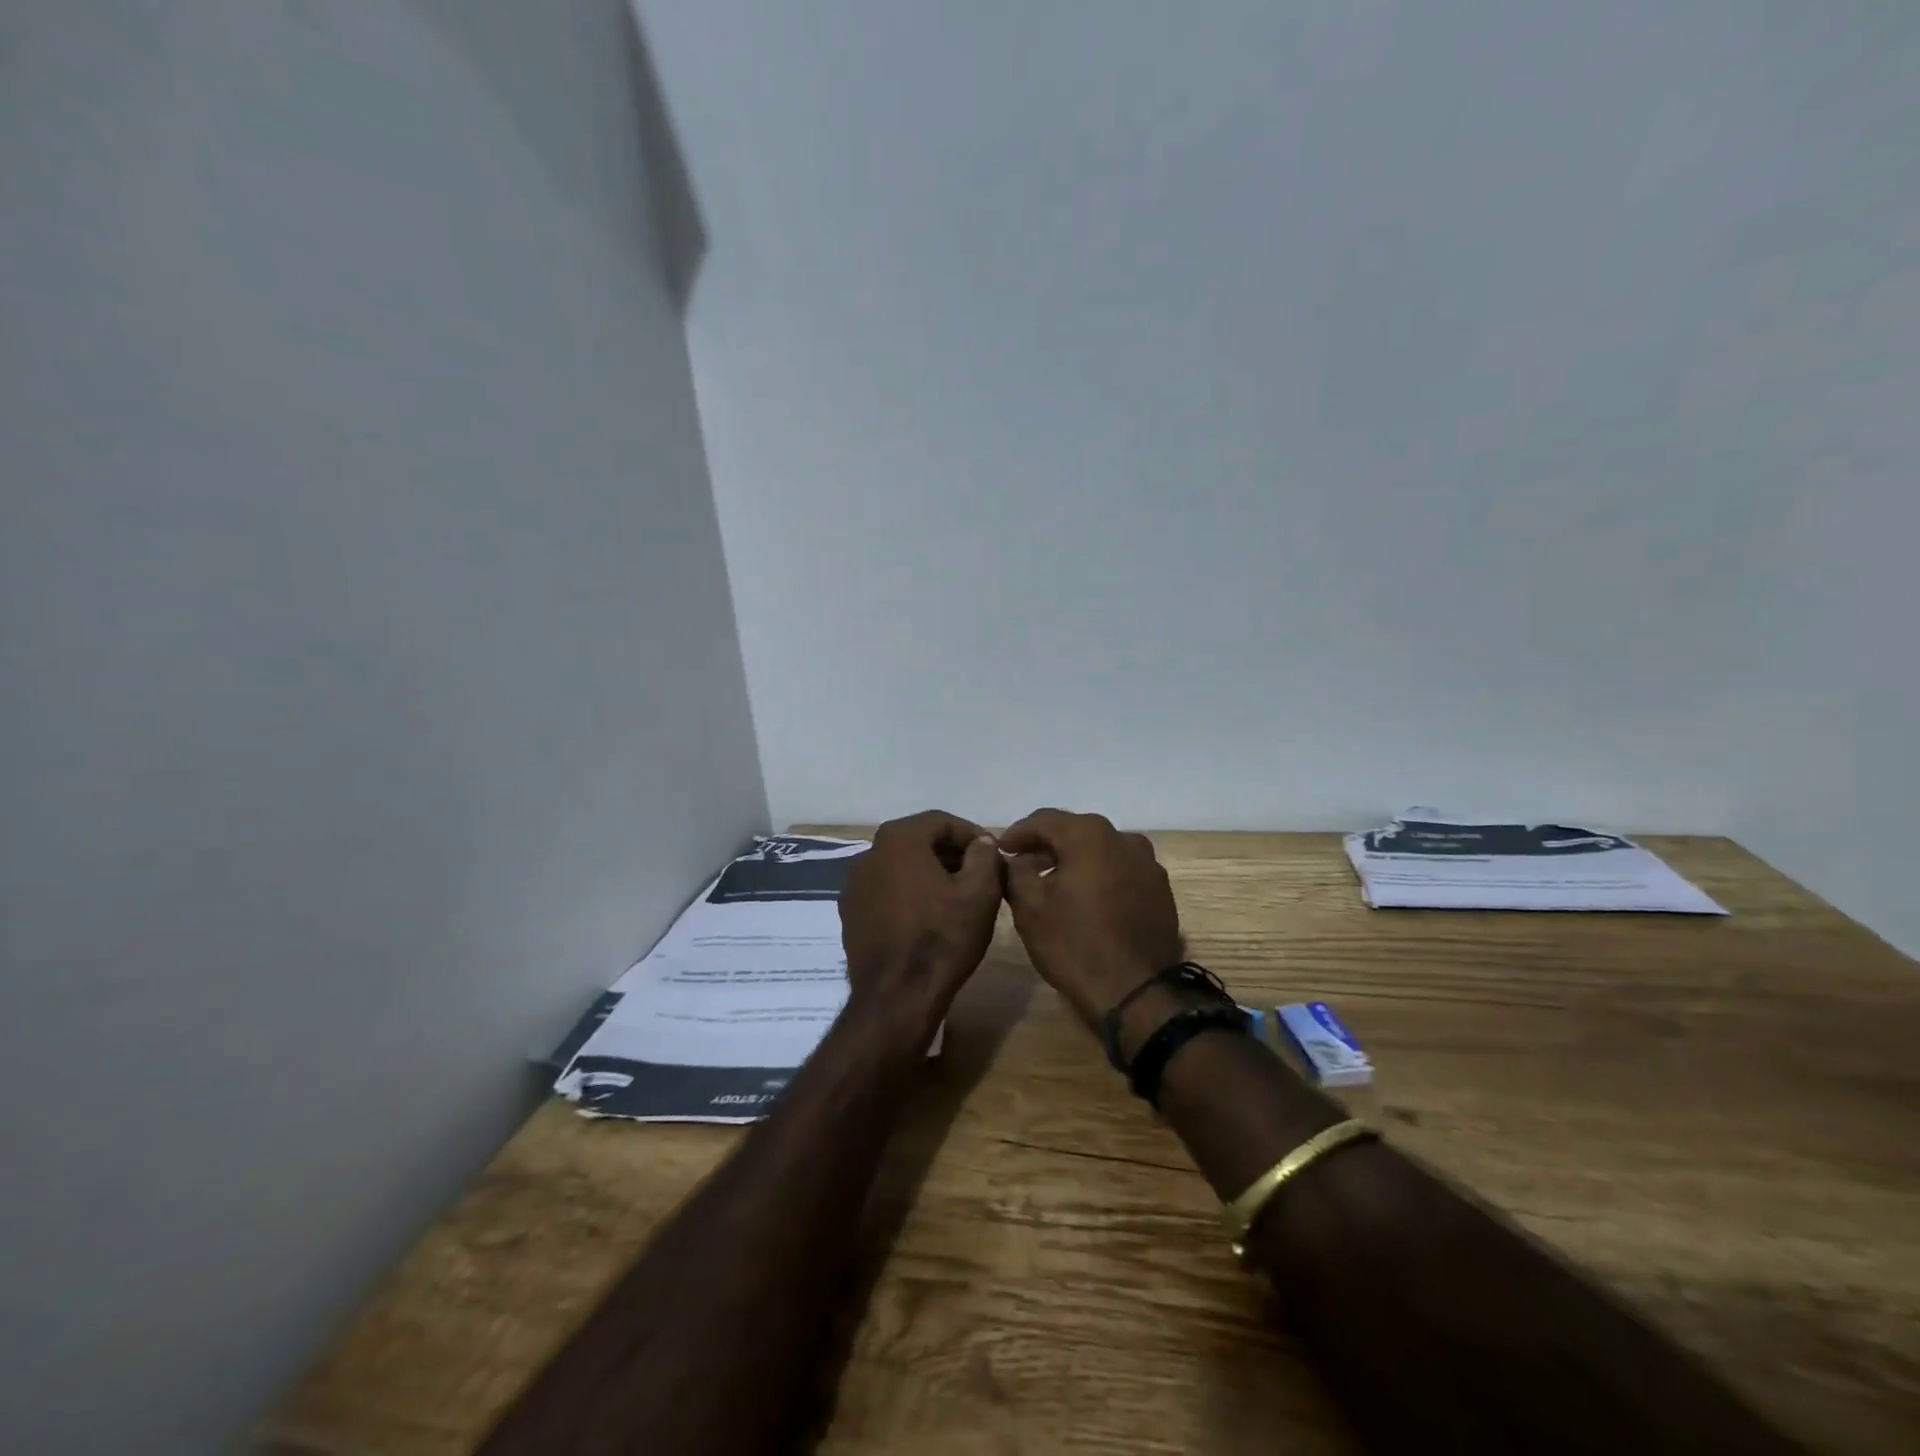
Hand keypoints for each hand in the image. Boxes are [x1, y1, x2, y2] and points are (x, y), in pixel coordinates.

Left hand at [839, 810, 1003, 1044]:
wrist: (897, 997)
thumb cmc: (943, 938)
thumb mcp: (980, 892)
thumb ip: (984, 856)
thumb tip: (981, 842)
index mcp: (899, 839)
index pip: (942, 821)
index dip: (972, 834)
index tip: (993, 855)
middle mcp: (869, 853)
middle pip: (918, 841)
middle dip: (951, 853)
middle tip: (979, 875)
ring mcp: (854, 884)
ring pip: (901, 866)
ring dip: (929, 873)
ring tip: (957, 897)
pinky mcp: (850, 913)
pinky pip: (886, 891)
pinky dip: (908, 894)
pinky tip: (928, 917)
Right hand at [1000, 809, 1183, 1025]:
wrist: (1136, 993)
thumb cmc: (1074, 944)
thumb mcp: (1030, 907)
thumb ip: (1015, 871)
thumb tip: (1013, 858)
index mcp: (1090, 835)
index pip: (1044, 820)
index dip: (1018, 833)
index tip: (1000, 849)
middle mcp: (1124, 838)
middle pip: (1075, 831)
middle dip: (1046, 845)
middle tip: (1022, 864)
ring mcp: (1148, 863)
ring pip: (1101, 850)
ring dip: (1074, 859)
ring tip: (1052, 882)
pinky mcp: (1160, 889)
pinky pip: (1120, 870)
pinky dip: (1099, 875)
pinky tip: (1085, 898)